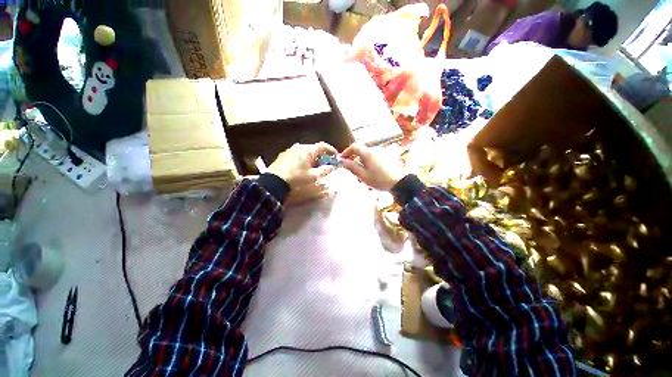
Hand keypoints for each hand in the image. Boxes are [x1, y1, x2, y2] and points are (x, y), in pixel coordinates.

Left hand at [269, 142, 337, 188]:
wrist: (274, 181)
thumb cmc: (296, 177)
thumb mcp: (312, 176)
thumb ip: (324, 171)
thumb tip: (332, 167)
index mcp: (307, 150)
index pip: (322, 146)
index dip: (331, 150)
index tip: (336, 156)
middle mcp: (299, 147)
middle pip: (314, 148)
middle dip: (322, 155)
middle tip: (326, 163)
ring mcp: (290, 150)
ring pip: (305, 151)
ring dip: (313, 157)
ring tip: (315, 166)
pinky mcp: (284, 155)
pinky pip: (298, 154)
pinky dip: (304, 158)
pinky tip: (303, 167)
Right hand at [341, 143, 406, 190]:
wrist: (399, 182)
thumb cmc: (379, 180)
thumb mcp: (363, 175)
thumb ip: (352, 167)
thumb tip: (342, 161)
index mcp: (368, 153)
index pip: (354, 147)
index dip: (346, 151)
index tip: (342, 159)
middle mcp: (375, 149)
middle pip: (361, 150)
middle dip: (354, 157)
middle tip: (351, 168)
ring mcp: (382, 152)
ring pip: (368, 154)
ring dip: (362, 160)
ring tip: (361, 171)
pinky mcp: (387, 156)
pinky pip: (374, 156)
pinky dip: (369, 161)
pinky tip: (371, 171)